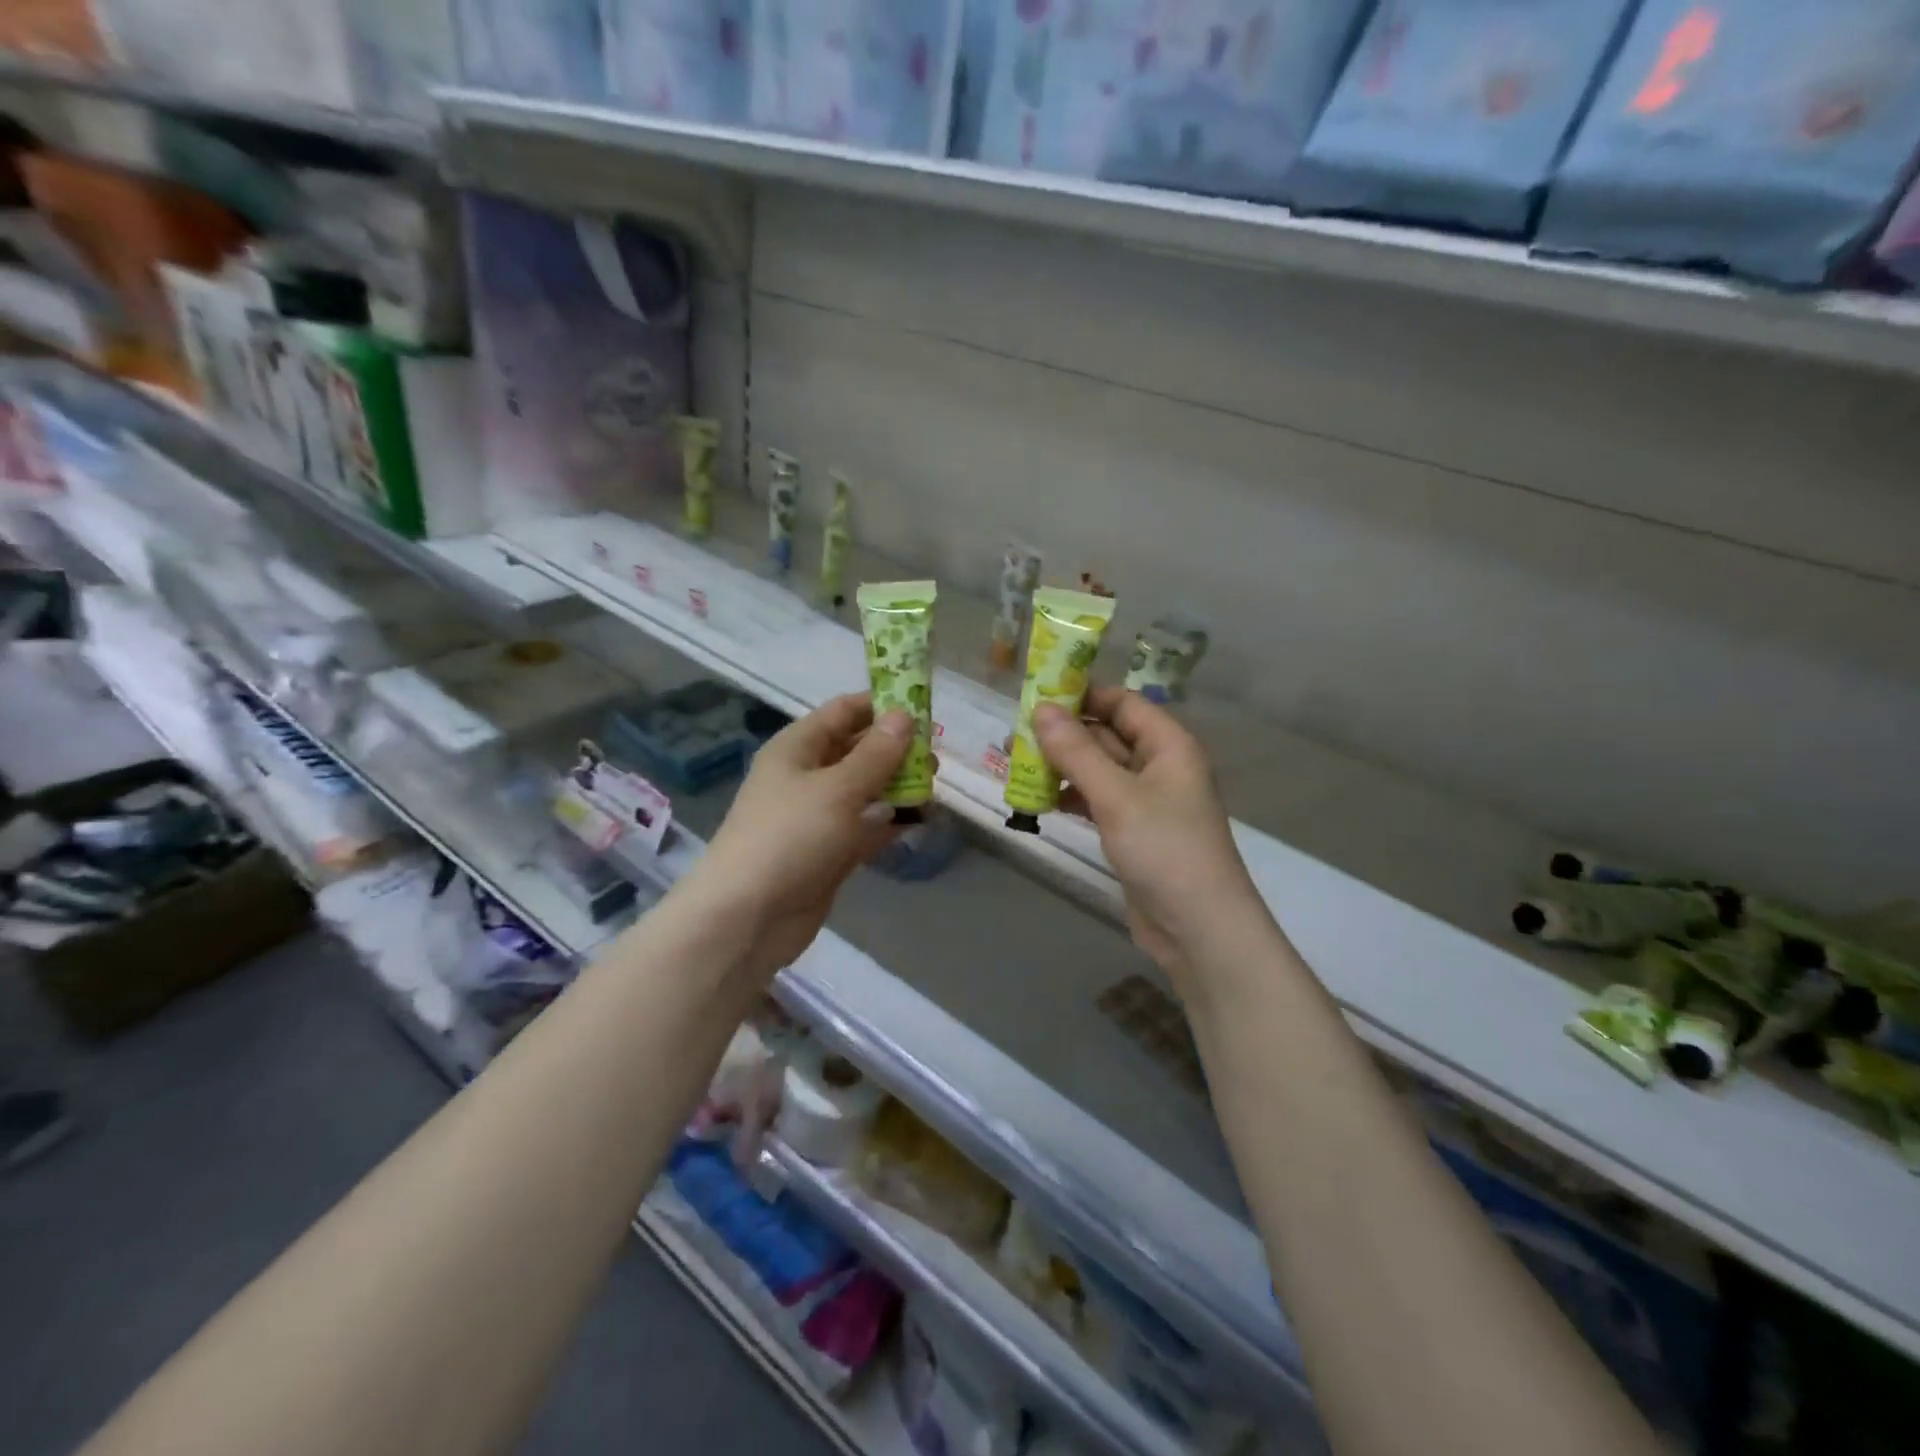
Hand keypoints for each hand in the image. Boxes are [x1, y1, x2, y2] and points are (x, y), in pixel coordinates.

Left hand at [686, 693, 912, 975]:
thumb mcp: (838, 789)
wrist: (748, 917)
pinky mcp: (828, 852)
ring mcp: (817, 816)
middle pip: (856, 750)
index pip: (843, 711)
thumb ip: (876, 754)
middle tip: (935, 756)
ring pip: (864, 790)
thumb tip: (905, 715)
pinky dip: (888, 823)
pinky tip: (919, 821)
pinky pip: (864, 827)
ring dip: (896, 787)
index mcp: (797, 748)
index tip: (924, 707)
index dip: (881, 706)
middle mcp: (806, 776)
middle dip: (895, 750)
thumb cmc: (790, 837)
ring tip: (933, 788)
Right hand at [1034, 687, 1263, 986]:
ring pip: (1099, 770)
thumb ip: (1077, 751)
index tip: (1037, 696)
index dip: (1083, 695)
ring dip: (1063, 766)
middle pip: (1108, 735)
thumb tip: (1041, 708)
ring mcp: (1147, 801)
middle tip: (1015, 734)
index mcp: (1169, 746)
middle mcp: (1160, 766)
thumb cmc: (1164, 850)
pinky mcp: (1133, 832)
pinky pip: (1098, 801)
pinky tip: (1040, 800)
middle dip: (1065, 734)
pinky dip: (1072, 797)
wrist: (1198, 929)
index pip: (1123, 703)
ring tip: (1017, 765)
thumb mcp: (1117, 796)